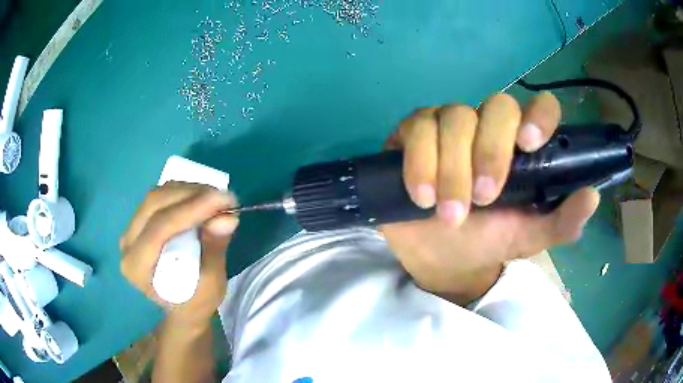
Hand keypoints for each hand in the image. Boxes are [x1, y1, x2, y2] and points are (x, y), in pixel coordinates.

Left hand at [120, 182, 238, 325]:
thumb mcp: (211, 284)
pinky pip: (159, 198)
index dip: (192, 209)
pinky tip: (201, 199)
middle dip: (192, 194)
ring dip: (189, 190)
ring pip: (157, 195)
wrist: (182, 308)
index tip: (225, 199)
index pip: (160, 227)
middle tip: (223, 197)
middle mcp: (127, 244)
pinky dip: (183, 193)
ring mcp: (131, 230)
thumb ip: (215, 248)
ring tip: (215, 198)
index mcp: (137, 267)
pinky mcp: (139, 222)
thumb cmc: (196, 302)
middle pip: (155, 204)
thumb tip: (228, 217)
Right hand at [381, 92, 599, 304]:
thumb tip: (592, 197)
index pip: (539, 107)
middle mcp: (488, 125)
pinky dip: (419, 162)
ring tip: (448, 214)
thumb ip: (561, 223)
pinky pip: (418, 128)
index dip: (539, 116)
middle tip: (483, 199)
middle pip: (496, 106)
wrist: (437, 255)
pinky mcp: (415, 131)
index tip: (529, 145)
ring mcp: (450, 124)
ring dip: (452, 168)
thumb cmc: (486, 242)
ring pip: (454, 117)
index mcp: (521, 146)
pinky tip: (421, 196)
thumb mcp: (527, 238)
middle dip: (490, 152)